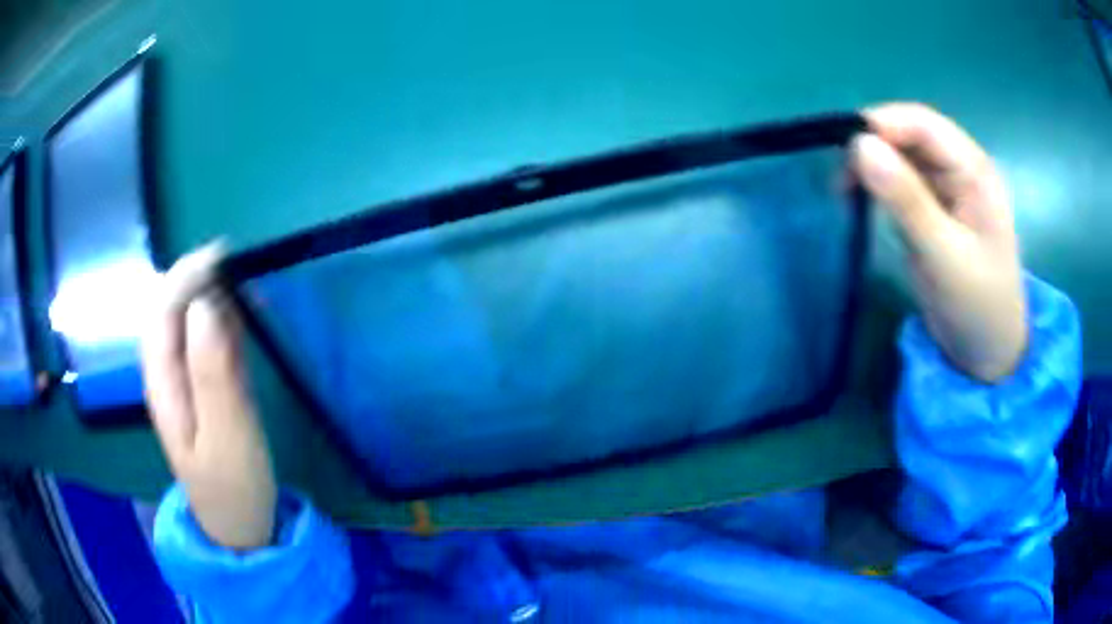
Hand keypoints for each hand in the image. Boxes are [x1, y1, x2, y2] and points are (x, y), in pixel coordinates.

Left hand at [140, 244, 277, 549]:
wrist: (241, 526)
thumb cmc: (233, 486)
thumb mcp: (226, 436)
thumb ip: (212, 373)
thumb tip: (205, 307)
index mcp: (163, 384)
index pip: (160, 315)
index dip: (183, 278)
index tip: (219, 256)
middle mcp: (168, 375)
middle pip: (170, 312)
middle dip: (195, 279)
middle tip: (235, 264)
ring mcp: (187, 381)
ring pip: (189, 323)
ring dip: (211, 296)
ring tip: (243, 282)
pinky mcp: (206, 389)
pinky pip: (208, 342)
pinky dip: (224, 320)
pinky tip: (243, 314)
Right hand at [851, 103, 1025, 382]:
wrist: (987, 352)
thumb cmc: (978, 304)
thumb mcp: (944, 255)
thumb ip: (906, 200)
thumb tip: (860, 146)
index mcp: (973, 169)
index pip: (923, 124)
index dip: (883, 125)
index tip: (845, 150)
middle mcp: (959, 168)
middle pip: (908, 134)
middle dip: (872, 146)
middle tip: (841, 180)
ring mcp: (945, 188)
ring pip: (900, 155)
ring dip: (871, 166)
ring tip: (844, 192)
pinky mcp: (931, 208)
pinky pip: (899, 180)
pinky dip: (877, 185)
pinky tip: (860, 201)